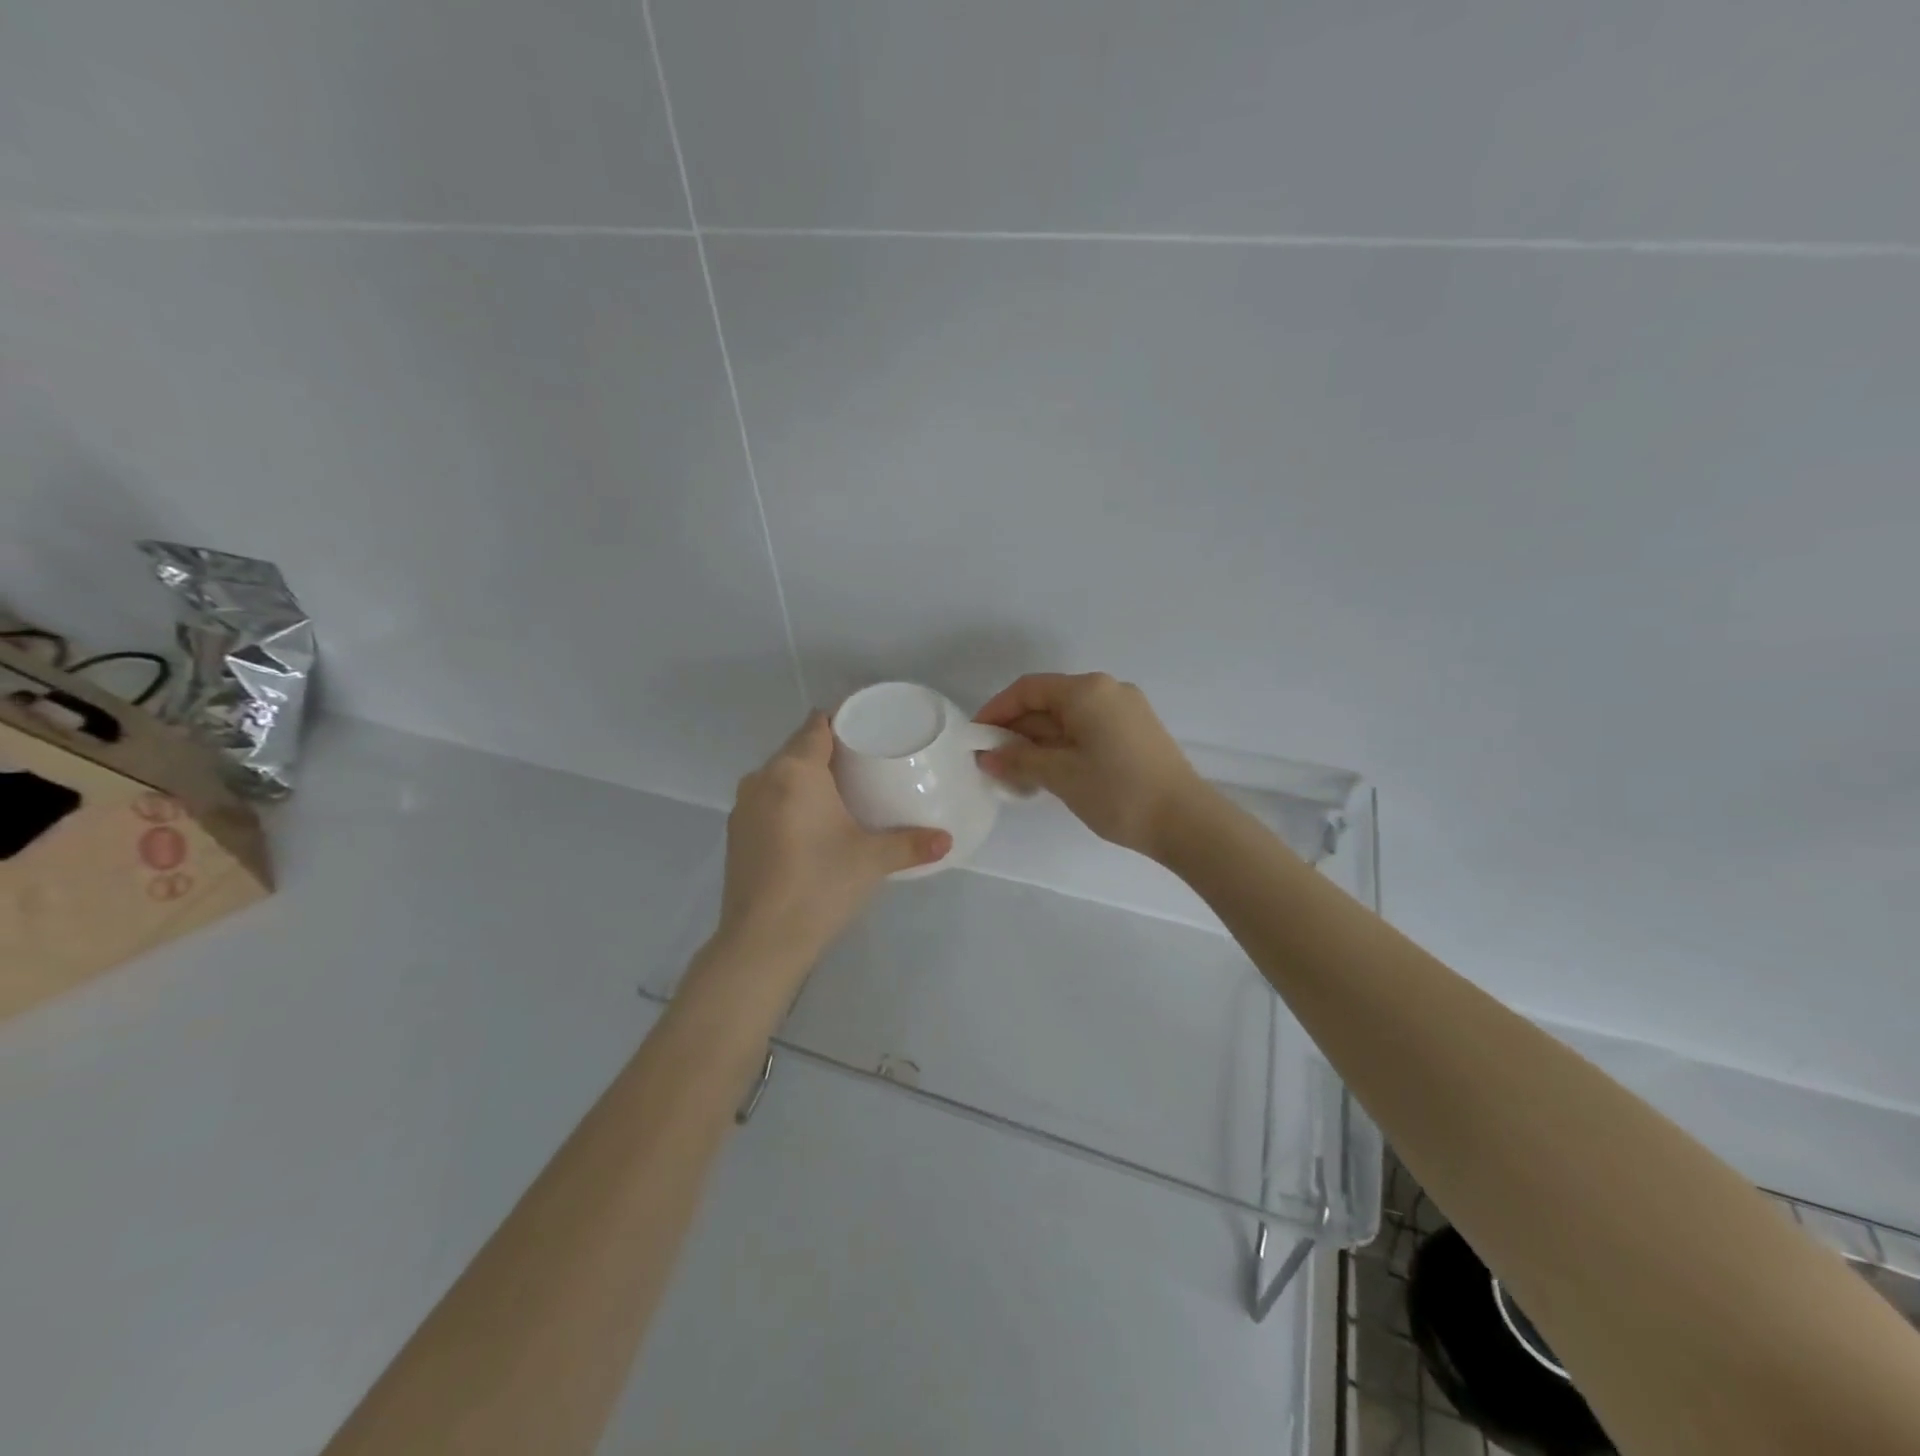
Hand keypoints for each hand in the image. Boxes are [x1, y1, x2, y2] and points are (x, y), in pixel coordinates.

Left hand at [707, 712, 950, 980]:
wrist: (761, 942)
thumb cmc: (820, 885)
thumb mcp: (872, 861)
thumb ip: (912, 844)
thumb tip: (947, 841)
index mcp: (795, 771)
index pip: (817, 724)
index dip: (843, 720)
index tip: (869, 730)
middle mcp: (762, 778)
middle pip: (798, 747)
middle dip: (829, 750)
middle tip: (866, 764)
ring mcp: (743, 806)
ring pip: (779, 775)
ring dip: (806, 777)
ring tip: (841, 794)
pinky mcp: (735, 834)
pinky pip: (767, 800)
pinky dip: (788, 801)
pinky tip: (810, 825)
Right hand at [974, 673, 1207, 861]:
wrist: (1185, 821)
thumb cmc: (1117, 792)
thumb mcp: (1061, 776)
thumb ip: (1019, 760)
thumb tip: (987, 756)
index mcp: (1087, 691)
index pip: (1028, 689)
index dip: (997, 710)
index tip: (976, 738)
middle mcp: (1107, 690)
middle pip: (1049, 701)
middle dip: (1017, 729)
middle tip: (992, 761)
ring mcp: (1126, 710)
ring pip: (1069, 717)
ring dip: (1039, 740)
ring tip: (1016, 772)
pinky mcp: (1136, 731)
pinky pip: (1088, 728)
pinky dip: (1063, 745)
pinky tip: (1049, 771)